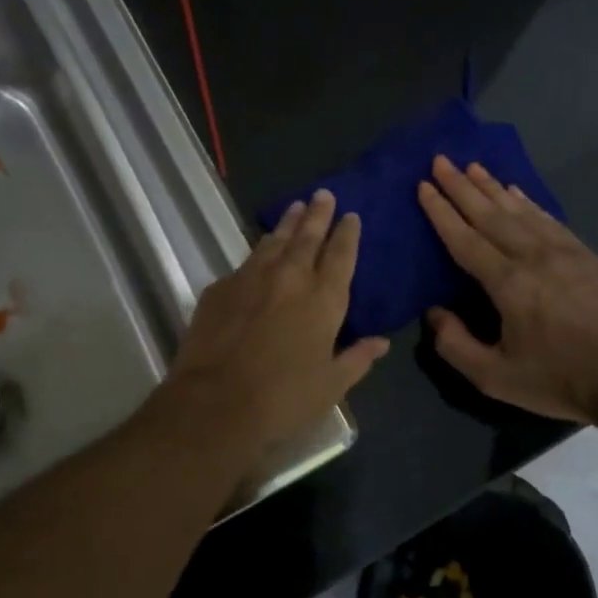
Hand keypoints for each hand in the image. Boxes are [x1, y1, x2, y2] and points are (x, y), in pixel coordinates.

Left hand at [154, 190, 387, 468]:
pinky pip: (245, 263)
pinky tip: (258, 253)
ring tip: (295, 208)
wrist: (215, 403)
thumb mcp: (331, 385)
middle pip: (307, 236)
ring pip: (274, 241)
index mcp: (323, 299)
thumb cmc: (283, 399)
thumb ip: (357, 358)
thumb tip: (381, 342)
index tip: (351, 215)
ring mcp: (251, 278)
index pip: (341, 255)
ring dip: (287, 223)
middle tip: (323, 194)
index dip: (347, 233)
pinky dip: (258, 252)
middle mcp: (290, 278)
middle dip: (318, 214)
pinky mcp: (220, 288)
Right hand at [417, 156, 597, 423]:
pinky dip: (529, 202)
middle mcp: (533, 257)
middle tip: (441, 160)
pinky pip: (549, 219)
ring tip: (473, 166)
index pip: (465, 239)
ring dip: (493, 187)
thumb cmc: (559, 380)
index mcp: (508, 284)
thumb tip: (433, 312)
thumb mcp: (495, 378)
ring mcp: (564, 252)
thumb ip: (455, 345)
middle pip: (490, 214)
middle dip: (461, 186)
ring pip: (520, 210)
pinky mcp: (586, 256)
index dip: (441, 211)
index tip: (424, 185)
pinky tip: (517, 192)